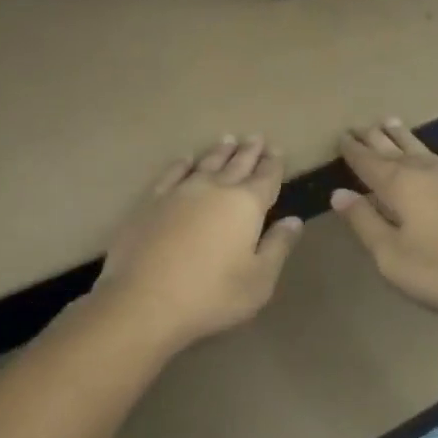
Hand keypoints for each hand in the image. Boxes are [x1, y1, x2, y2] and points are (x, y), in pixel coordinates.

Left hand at [93, 135, 303, 352]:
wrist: (144, 300)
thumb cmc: (211, 295)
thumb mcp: (259, 280)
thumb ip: (278, 247)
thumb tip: (293, 220)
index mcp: (246, 205)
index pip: (266, 177)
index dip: (273, 163)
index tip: (277, 149)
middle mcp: (215, 189)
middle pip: (237, 164)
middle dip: (249, 151)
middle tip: (256, 137)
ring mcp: (180, 191)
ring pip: (206, 163)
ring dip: (219, 151)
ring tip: (228, 140)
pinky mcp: (151, 201)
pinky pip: (172, 173)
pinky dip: (182, 163)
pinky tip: (186, 159)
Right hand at [330, 119, 437, 325]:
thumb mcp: (393, 257)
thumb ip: (365, 223)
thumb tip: (339, 193)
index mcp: (398, 187)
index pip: (367, 163)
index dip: (352, 151)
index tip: (340, 137)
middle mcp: (426, 172)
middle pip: (393, 150)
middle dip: (373, 138)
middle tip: (358, 126)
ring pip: (423, 148)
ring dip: (404, 136)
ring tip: (389, 121)